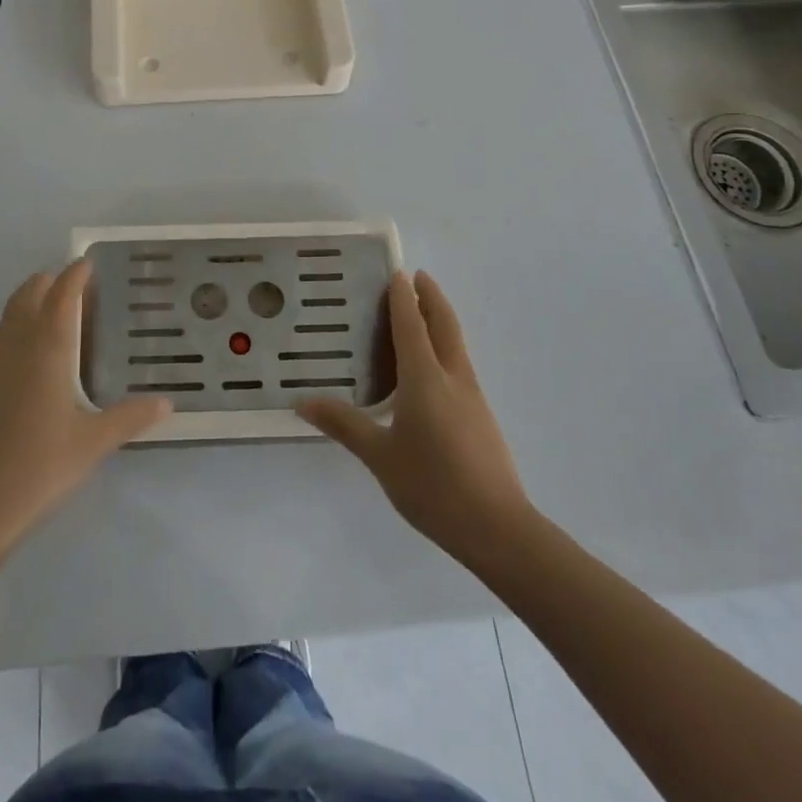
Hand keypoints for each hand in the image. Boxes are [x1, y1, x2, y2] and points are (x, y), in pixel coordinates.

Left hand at [0, 262, 168, 534]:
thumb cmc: (43, 465)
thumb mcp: (94, 442)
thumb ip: (131, 417)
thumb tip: (167, 403)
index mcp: (48, 351)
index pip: (61, 297)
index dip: (74, 276)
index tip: (88, 263)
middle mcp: (18, 347)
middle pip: (29, 295)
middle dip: (49, 281)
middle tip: (74, 285)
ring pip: (9, 314)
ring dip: (29, 299)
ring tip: (52, 306)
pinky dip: (16, 324)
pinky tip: (29, 350)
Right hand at [298, 271, 532, 565]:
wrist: (498, 528)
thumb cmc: (433, 486)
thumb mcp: (380, 457)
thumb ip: (344, 424)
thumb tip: (303, 402)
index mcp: (425, 378)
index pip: (412, 325)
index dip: (404, 298)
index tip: (398, 272)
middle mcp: (452, 377)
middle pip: (444, 325)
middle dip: (432, 298)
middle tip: (418, 277)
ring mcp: (473, 397)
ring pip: (456, 344)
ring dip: (441, 321)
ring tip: (422, 315)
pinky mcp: (482, 417)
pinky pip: (460, 366)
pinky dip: (445, 348)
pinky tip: (432, 370)